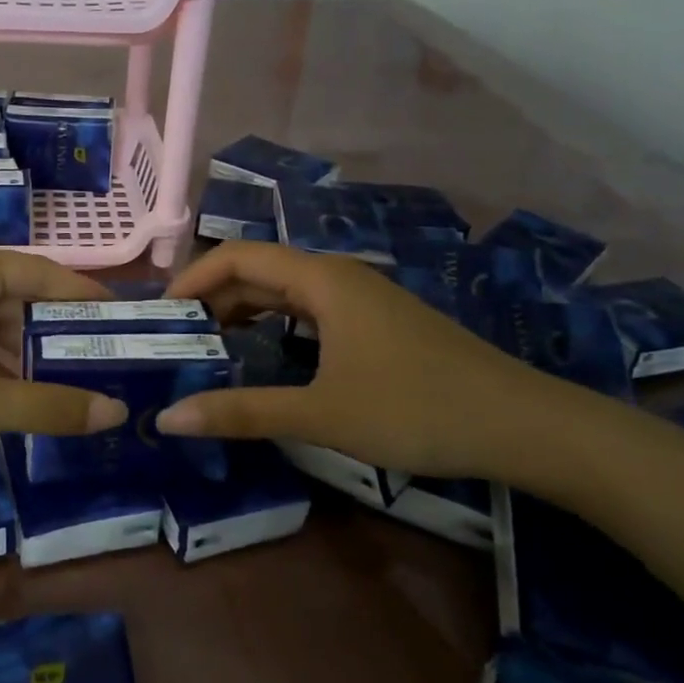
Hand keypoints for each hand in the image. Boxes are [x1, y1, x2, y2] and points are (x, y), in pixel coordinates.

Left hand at [0, 246, 130, 458]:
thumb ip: (44, 406)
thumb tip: (116, 413)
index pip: (49, 276)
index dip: (90, 303)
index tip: (129, 329)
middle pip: (21, 298)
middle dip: (59, 335)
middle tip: (105, 370)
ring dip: (22, 354)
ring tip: (65, 390)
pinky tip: (6, 397)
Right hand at [155, 242, 554, 477]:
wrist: (524, 425)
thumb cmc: (416, 409)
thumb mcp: (321, 414)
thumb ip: (243, 412)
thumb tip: (168, 418)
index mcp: (321, 280)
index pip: (237, 257)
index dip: (192, 279)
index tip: (160, 316)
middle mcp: (338, 277)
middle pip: (259, 271)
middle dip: (212, 299)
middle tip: (175, 339)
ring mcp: (362, 299)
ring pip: (286, 293)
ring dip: (243, 313)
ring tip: (209, 348)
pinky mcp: (377, 323)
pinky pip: (310, 311)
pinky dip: (275, 326)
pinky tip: (266, 357)